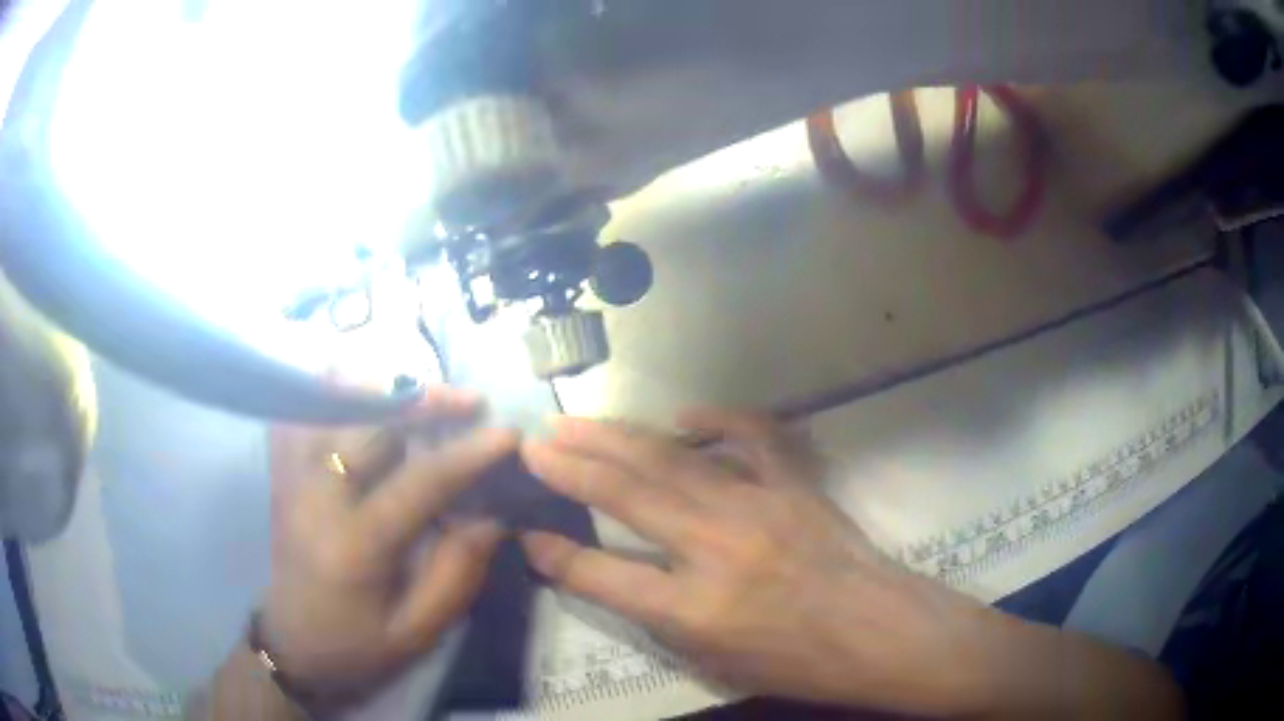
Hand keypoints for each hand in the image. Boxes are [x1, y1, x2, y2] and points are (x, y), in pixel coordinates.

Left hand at [262, 389, 517, 704]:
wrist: (291, 646)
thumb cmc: (356, 647)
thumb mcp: (417, 632)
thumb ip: (456, 574)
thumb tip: (493, 516)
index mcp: (355, 545)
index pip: (419, 482)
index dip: (468, 454)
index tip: (509, 434)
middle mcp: (316, 497)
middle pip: (371, 424)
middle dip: (425, 401)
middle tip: (471, 400)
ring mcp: (291, 477)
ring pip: (332, 404)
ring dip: (380, 387)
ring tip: (421, 388)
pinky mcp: (280, 473)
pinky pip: (297, 411)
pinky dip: (327, 390)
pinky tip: (356, 388)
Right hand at [518, 410, 1182, 717]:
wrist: (882, 635)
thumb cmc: (797, 662)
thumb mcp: (714, 659)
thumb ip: (654, 615)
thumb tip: (604, 574)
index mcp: (695, 608)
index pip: (602, 575)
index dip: (556, 551)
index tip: (525, 529)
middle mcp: (718, 550)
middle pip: (628, 496)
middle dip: (571, 466)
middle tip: (532, 442)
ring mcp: (761, 508)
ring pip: (672, 461)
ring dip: (616, 438)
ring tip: (573, 422)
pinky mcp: (795, 486)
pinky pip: (751, 437)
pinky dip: (715, 419)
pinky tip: (683, 416)